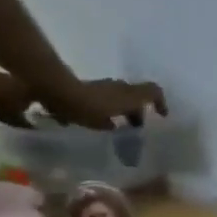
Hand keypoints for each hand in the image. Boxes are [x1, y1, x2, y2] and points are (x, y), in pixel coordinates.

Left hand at [33, 77, 167, 130]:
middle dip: (137, 112)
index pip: (153, 92)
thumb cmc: (87, 106)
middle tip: (135, 130)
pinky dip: (106, 111)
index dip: (160, 103)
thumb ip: (121, 124)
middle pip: (135, 97)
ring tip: (116, 129)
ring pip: (119, 99)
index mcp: (129, 94)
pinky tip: (96, 124)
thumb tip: (122, 128)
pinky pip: (103, 101)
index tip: (162, 116)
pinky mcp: (86, 89)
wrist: (54, 90)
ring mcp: (101, 87)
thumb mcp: (108, 119)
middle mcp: (118, 87)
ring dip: (121, 112)